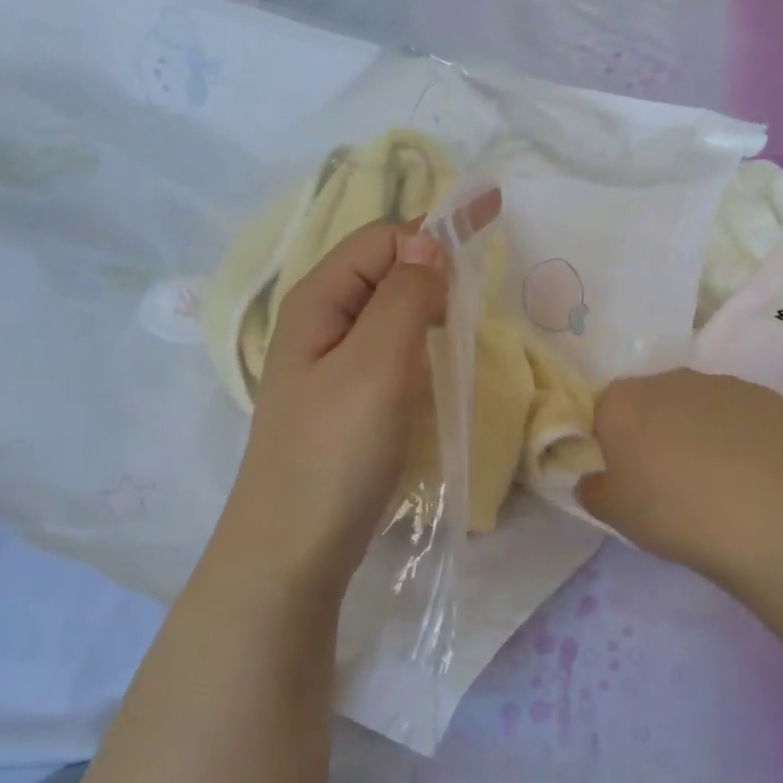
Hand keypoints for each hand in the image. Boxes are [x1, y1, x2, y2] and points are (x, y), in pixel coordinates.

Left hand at [222, 188, 502, 593]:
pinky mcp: (349, 399)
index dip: (434, 232)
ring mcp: (332, 364)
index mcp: (317, 301)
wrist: (293, 549)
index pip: (382, 238)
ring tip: (471, 318)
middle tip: (486, 283)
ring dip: (431, 303)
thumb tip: (431, 242)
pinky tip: (443, 361)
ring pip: (390, 311)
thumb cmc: (333, 454)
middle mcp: (320, 322)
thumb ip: (404, 297)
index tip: (489, 240)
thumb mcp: (374, 367)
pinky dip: (422, 342)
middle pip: (384, 269)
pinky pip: (391, 350)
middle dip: (435, 263)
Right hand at [578, 368, 782, 580]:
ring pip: (700, 406)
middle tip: (668, 480)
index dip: (613, 442)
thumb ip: (593, 489)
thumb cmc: (673, 512)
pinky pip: (742, 417)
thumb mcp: (613, 514)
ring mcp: (724, 385)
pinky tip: (752, 476)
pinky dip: (742, 438)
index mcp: (623, 401)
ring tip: (716, 481)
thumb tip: (595, 478)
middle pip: (653, 402)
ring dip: (700, 432)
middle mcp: (671, 380)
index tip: (625, 474)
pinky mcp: (768, 399)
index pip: (605, 411)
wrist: (766, 518)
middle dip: (657, 432)